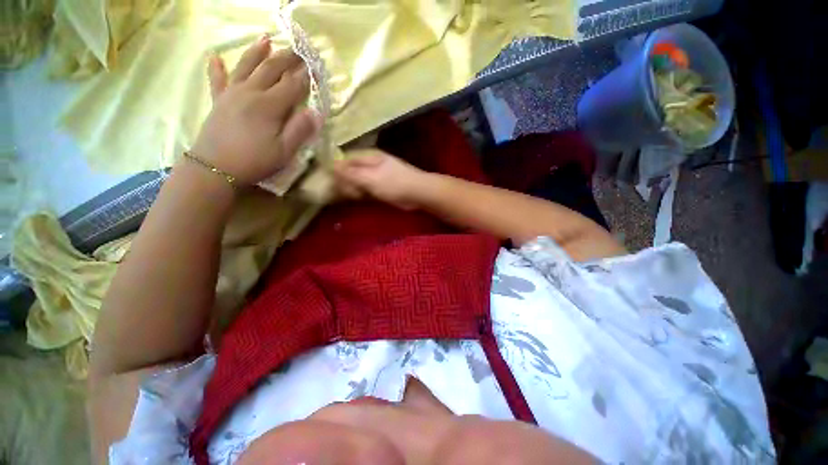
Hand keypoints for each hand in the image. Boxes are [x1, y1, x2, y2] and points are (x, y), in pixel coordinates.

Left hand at [190, 36, 322, 185]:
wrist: (215, 168)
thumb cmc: (255, 161)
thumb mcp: (284, 151)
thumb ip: (300, 130)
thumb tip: (316, 113)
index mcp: (269, 105)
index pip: (292, 85)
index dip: (306, 76)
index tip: (316, 66)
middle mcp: (250, 92)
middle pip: (271, 69)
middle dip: (287, 58)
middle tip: (298, 49)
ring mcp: (231, 94)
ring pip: (246, 66)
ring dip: (257, 52)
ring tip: (265, 38)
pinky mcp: (218, 101)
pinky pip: (217, 80)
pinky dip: (216, 68)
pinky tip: (215, 56)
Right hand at [333, 149, 430, 209]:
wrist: (418, 193)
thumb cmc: (395, 183)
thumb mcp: (371, 178)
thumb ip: (351, 173)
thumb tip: (331, 165)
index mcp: (368, 157)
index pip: (345, 161)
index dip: (336, 171)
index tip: (329, 184)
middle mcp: (370, 164)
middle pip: (350, 171)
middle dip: (345, 182)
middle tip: (346, 193)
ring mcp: (376, 176)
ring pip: (358, 181)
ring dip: (353, 189)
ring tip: (355, 197)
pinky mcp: (381, 187)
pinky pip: (366, 189)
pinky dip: (362, 194)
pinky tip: (360, 199)